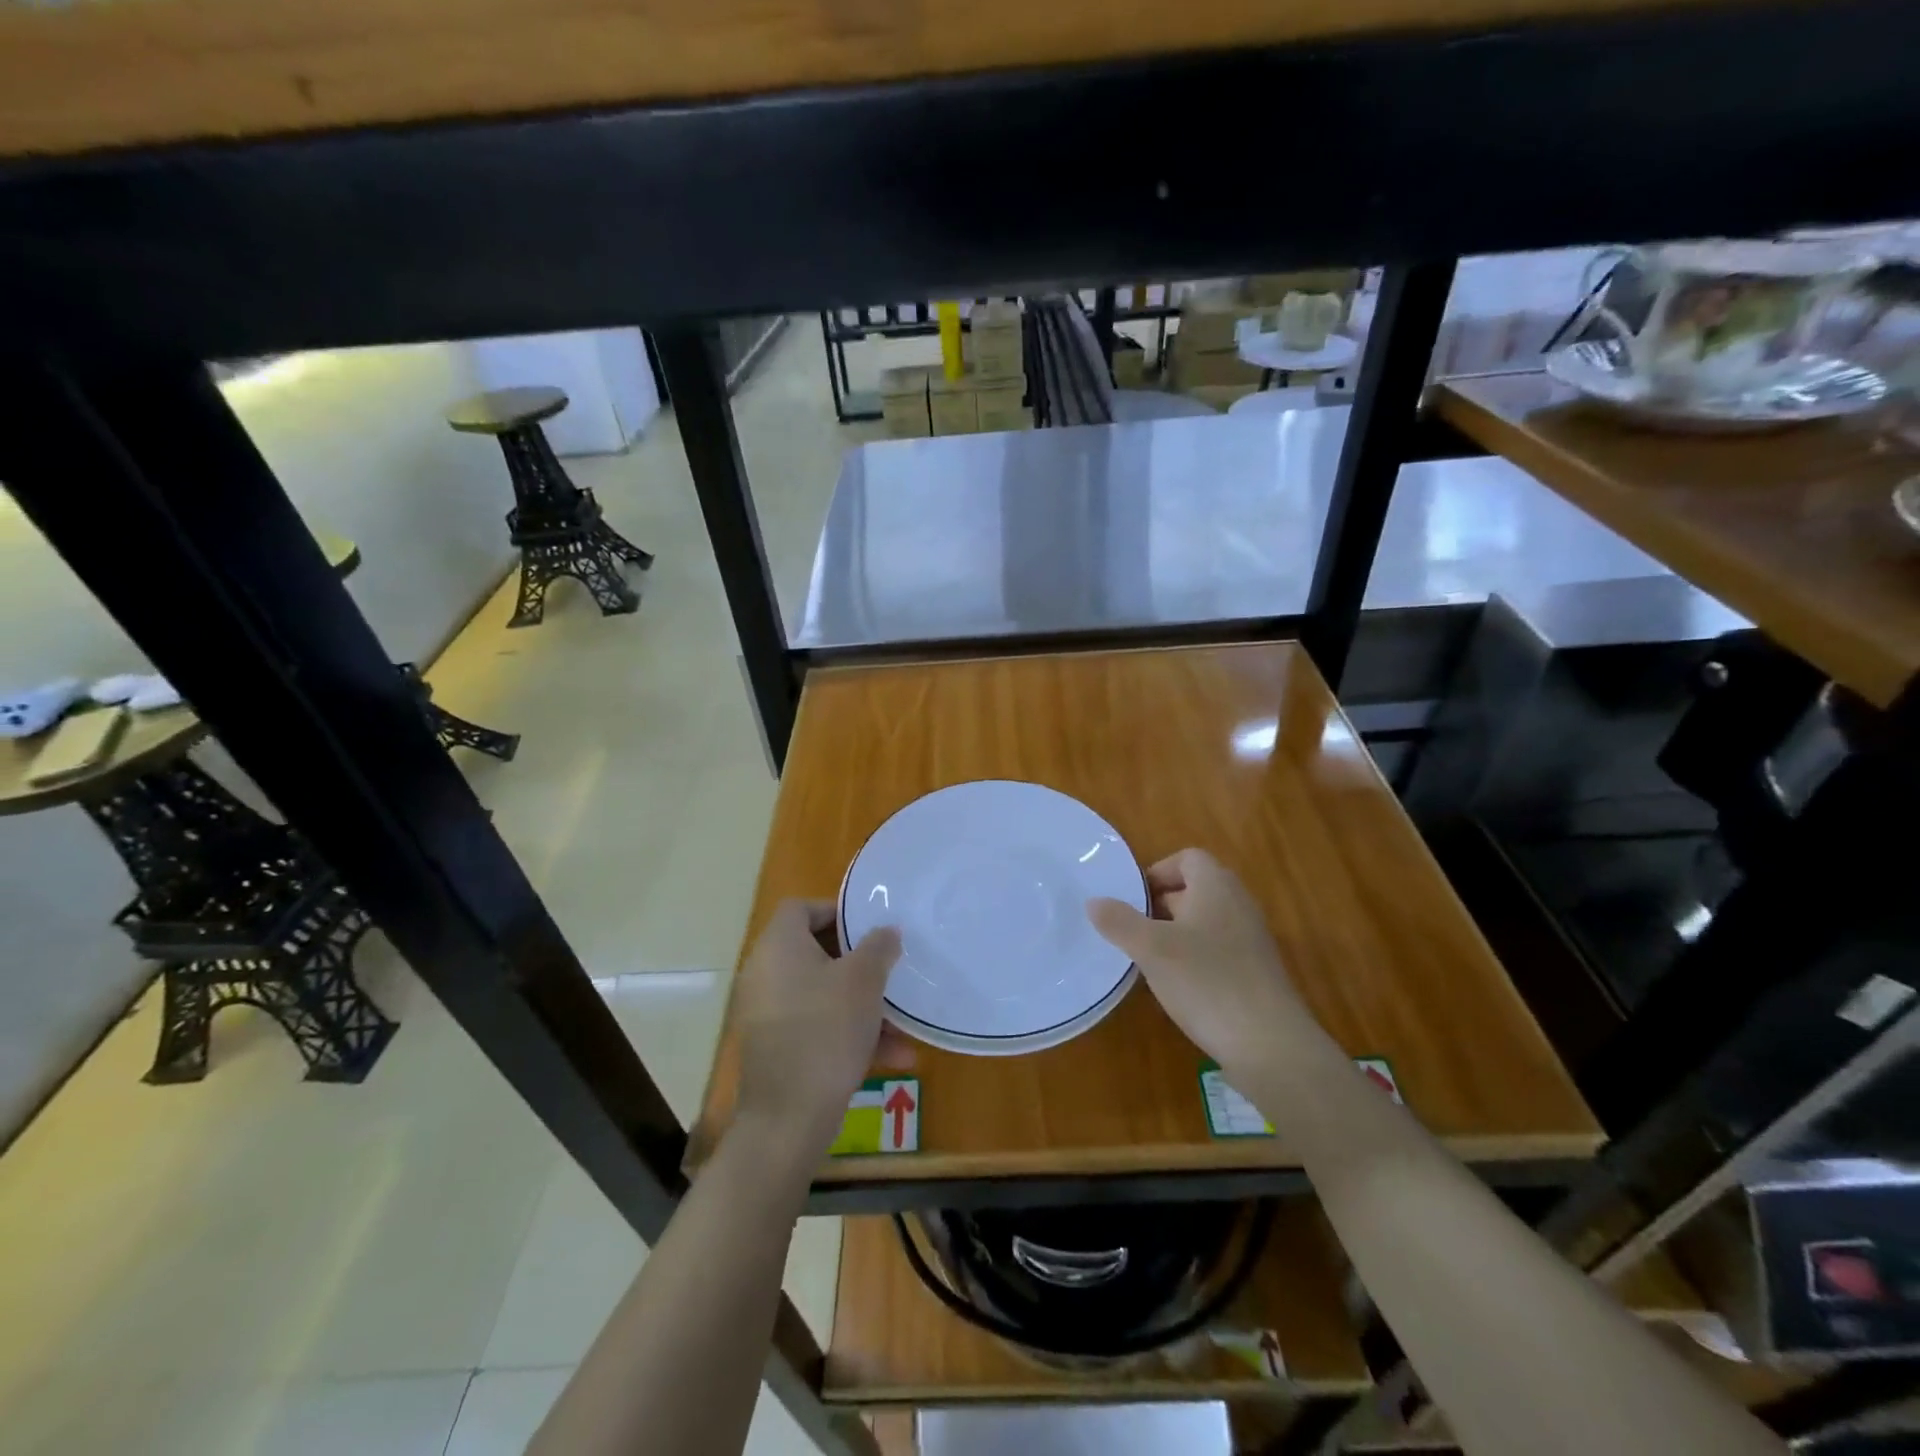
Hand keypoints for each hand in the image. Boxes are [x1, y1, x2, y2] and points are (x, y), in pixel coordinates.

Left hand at [734, 899, 911, 1155]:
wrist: (789, 1118)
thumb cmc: (826, 1031)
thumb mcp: (863, 981)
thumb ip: (878, 947)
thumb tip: (886, 931)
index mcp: (778, 947)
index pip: (801, 908)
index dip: (836, 910)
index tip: (869, 927)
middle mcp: (765, 974)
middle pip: (814, 951)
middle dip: (859, 963)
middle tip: (889, 970)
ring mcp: (768, 1013)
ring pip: (822, 994)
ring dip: (862, 1004)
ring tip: (903, 1024)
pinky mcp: (775, 1048)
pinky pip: (816, 1025)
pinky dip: (849, 1032)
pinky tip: (894, 1056)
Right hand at [1087, 849, 1305, 1082]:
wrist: (1270, 1045)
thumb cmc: (1207, 982)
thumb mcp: (1151, 949)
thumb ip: (1120, 922)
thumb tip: (1093, 901)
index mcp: (1216, 887)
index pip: (1189, 858)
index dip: (1159, 872)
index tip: (1134, 899)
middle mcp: (1239, 905)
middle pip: (1197, 888)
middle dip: (1163, 904)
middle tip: (1134, 928)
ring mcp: (1252, 940)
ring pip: (1207, 921)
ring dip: (1177, 933)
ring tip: (1150, 958)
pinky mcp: (1257, 973)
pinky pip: (1220, 949)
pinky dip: (1196, 958)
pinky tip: (1179, 986)